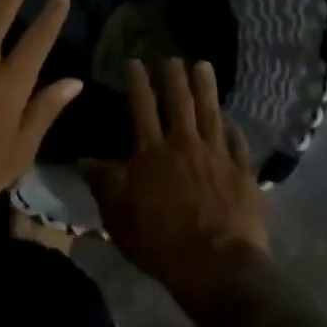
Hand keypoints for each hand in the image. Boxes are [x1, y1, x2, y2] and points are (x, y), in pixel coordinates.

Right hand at [80, 58, 269, 314]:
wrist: (218, 268)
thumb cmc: (161, 243)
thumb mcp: (119, 216)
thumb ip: (104, 184)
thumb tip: (83, 159)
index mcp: (152, 153)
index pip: (142, 108)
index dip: (138, 83)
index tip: (136, 62)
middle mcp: (185, 146)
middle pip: (180, 104)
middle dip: (175, 78)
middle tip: (174, 58)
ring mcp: (218, 157)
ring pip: (211, 114)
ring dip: (206, 88)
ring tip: (204, 66)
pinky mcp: (243, 174)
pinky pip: (238, 144)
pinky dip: (234, 129)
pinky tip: (232, 120)